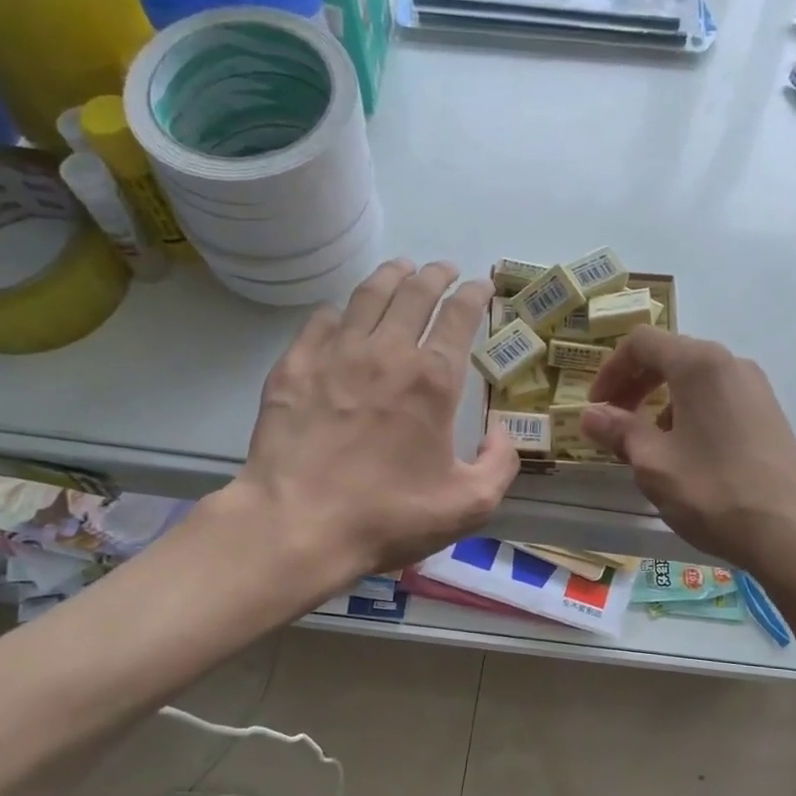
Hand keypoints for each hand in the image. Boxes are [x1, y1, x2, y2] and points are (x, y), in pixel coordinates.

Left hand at [213, 259, 518, 583]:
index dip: (474, 295)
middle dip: (435, 274)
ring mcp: (334, 355)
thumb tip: (502, 433)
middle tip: (444, 269)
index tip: (481, 286)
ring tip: (401, 269)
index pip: (459, 316)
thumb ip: (500, 464)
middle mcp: (386, 353)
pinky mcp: (294, 368)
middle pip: (414, 293)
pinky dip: (341, 311)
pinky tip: (344, 316)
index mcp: (433, 380)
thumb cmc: (389, 516)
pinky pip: (322, 321)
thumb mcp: (469, 505)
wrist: (298, 527)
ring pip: (367, 296)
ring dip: (391, 276)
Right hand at [580, 326, 795, 578]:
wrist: (794, 532)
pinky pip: (718, 400)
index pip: (642, 343)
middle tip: (612, 423)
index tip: (595, 408)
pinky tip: (684, 457)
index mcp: (699, 363)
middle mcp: (730, 364)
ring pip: (695, 381)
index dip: (610, 371)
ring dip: (661, 403)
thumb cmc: (714, 490)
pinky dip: (689, 415)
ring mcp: (755, 389)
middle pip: (670, 357)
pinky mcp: (769, 416)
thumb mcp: (654, 463)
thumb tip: (588, 414)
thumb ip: (619, 431)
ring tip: (646, 446)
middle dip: (634, 386)